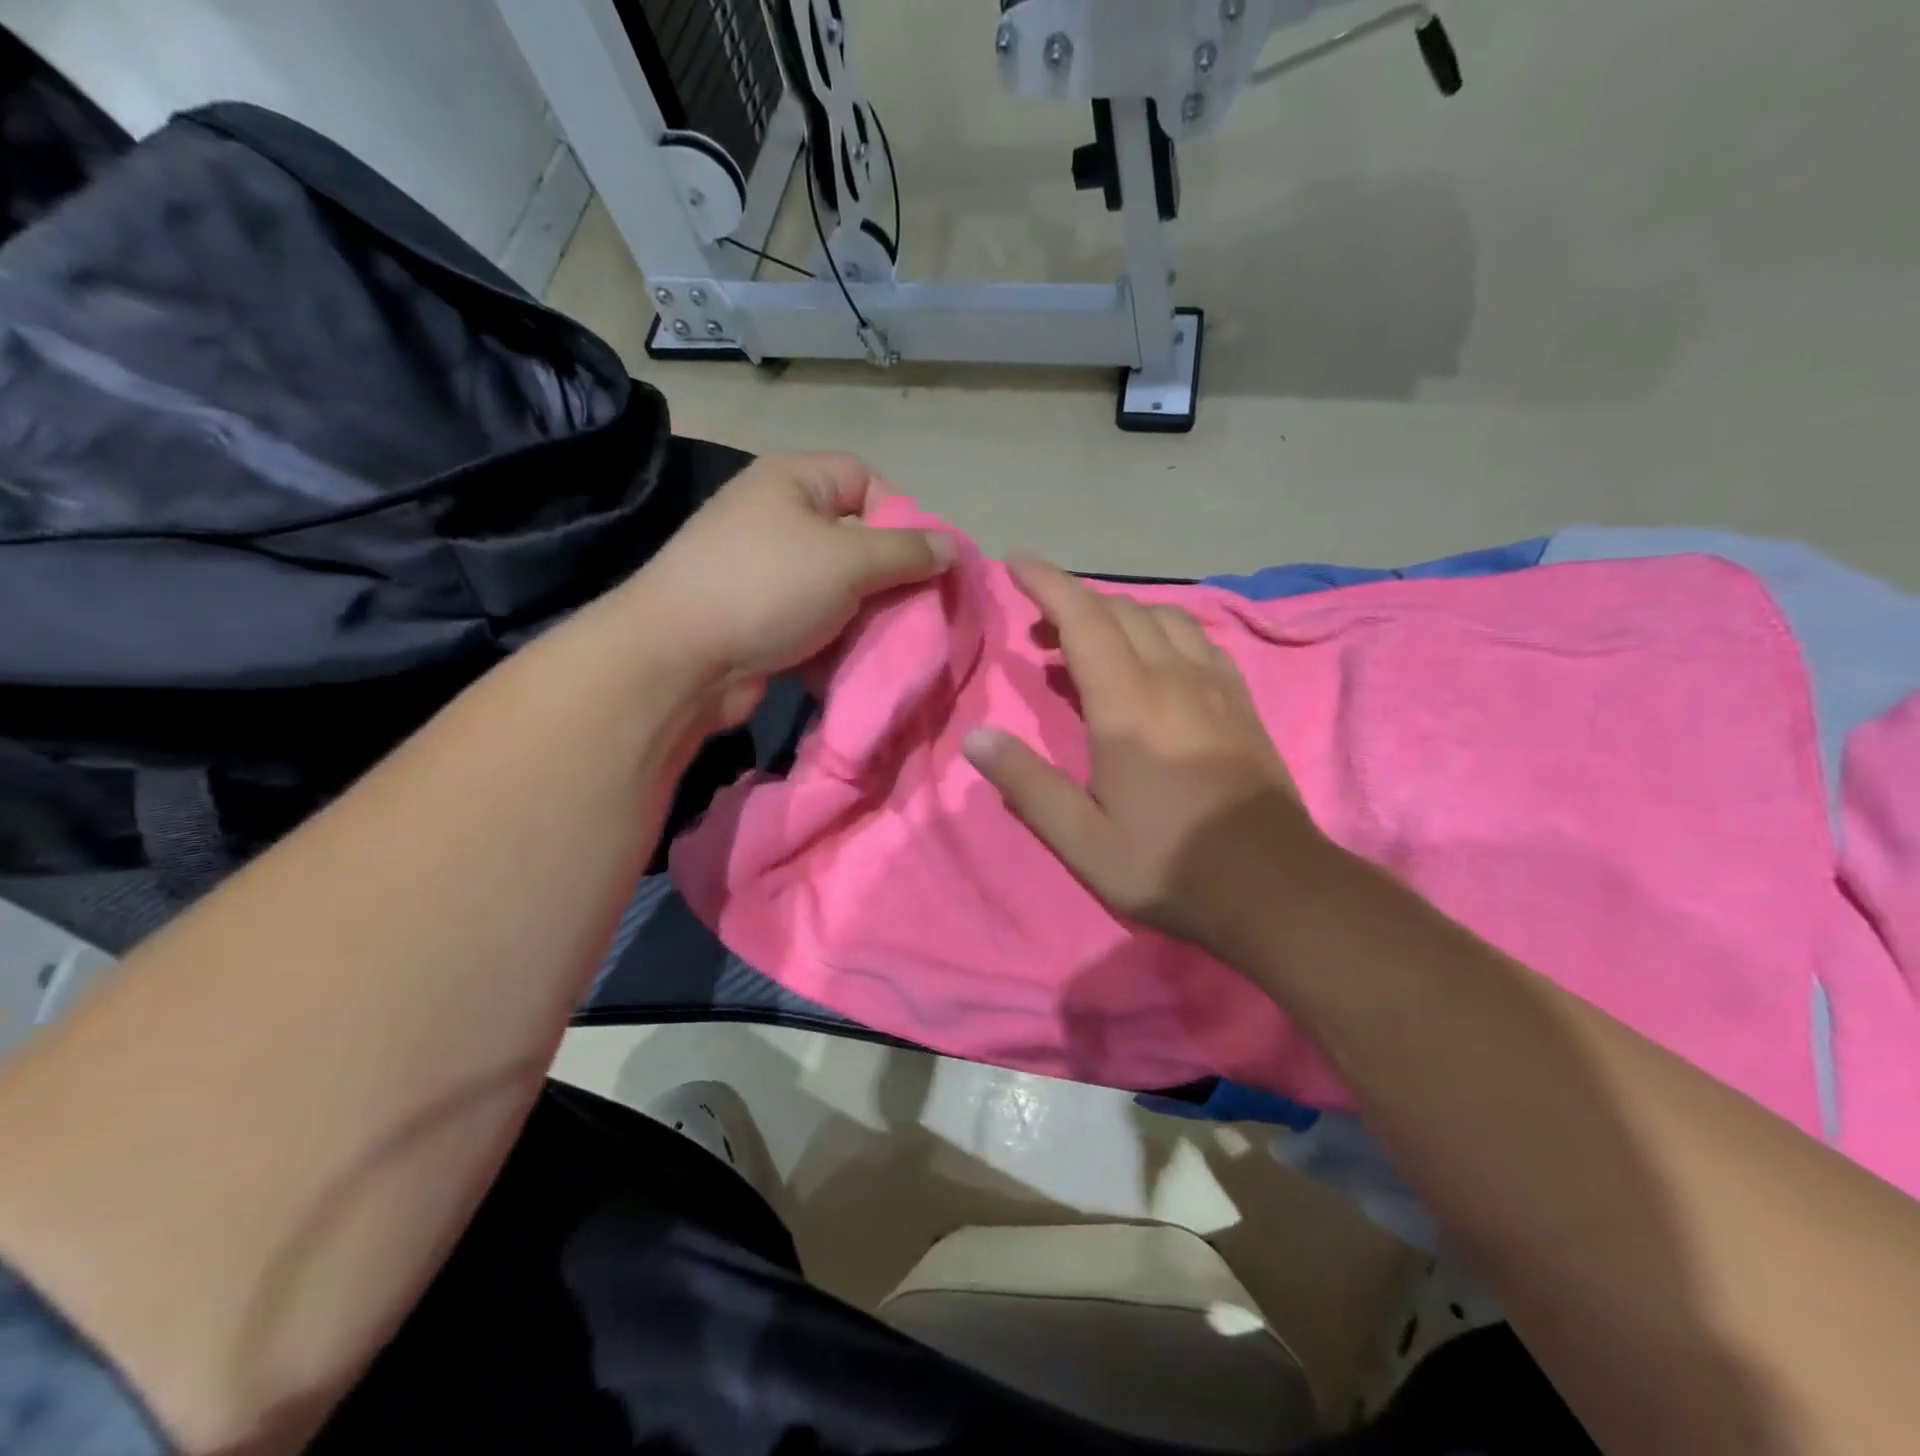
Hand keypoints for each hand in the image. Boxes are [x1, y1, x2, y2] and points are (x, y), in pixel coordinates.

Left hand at [626, 452, 952, 724]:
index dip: (900, 514)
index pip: (864, 479)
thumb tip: (952, 547)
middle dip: (888, 575)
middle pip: (854, 537)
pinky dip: (836, 639)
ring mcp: (764, 571)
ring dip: (865, 614)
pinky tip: (853, 660)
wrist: (679, 658)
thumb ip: (906, 552)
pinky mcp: (758, 617)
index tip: (920, 560)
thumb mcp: (849, 561)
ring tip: (888, 639)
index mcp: (792, 482)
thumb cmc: (767, 588)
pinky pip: (813, 619)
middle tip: (913, 608)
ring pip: (837, 586)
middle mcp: (776, 518)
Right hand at [964, 558, 1321, 958]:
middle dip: (1074, 601)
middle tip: (1039, 625)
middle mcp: (1173, 679)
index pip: (1083, 619)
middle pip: (1122, 611)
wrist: (1276, 887)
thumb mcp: (1084, 840)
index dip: (1047, 584)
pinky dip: (1162, 629)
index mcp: (1128, 705)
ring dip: (1119, 613)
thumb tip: (976, 737)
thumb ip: (1028, 785)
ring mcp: (1215, 686)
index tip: (1017, 562)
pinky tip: (1154, 656)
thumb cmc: (1170, 865)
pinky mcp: (1241, 702)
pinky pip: (1197, 640)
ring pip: (1163, 618)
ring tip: (1089, 638)